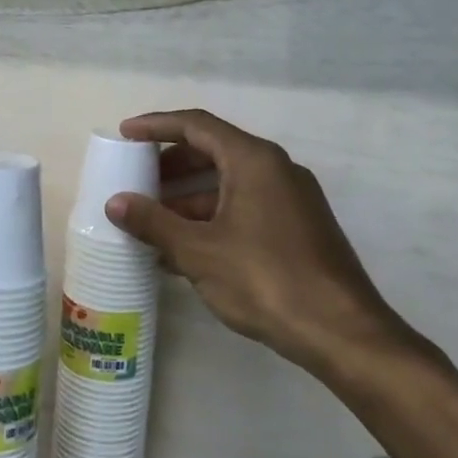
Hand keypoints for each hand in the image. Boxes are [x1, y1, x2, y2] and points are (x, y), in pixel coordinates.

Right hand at [105, 109, 440, 385]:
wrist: (342, 332)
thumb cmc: (266, 280)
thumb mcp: (199, 251)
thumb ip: (154, 222)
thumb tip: (115, 203)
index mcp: (253, 161)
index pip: (197, 126)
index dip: (156, 126)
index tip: (125, 134)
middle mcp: (276, 169)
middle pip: (213, 151)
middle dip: (170, 166)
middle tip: (135, 180)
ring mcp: (290, 199)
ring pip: (228, 184)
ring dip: (187, 199)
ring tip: (150, 223)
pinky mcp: (297, 228)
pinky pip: (243, 208)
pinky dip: (211, 218)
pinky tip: (183, 250)